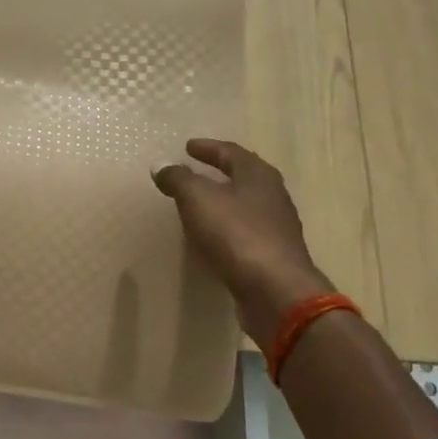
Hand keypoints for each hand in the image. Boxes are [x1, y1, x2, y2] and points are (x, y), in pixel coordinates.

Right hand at [152, 139, 333, 343]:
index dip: (208, 148)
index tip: (188, 147)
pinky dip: (226, 227)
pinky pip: (244, 232)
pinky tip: (212, 237)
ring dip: (223, 200)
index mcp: (257, 175)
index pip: (230, 152)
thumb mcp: (197, 199)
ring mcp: (276, 227)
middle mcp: (272, 196)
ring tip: (199, 204)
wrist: (275, 291)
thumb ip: (178, 179)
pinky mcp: (273, 255)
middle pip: (244, 176)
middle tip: (197, 170)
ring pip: (246, 204)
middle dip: (220, 172)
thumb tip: (161, 165)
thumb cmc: (235, 234)